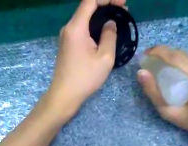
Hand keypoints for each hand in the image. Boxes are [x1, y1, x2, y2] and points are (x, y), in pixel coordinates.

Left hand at [46, 0, 124, 119]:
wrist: (65, 94)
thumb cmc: (85, 78)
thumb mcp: (105, 58)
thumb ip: (109, 36)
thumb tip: (109, 23)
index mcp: (76, 27)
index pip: (90, 0)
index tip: (123, 3)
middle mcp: (68, 28)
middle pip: (86, 8)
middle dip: (106, 6)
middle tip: (123, 13)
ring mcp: (65, 38)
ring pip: (84, 20)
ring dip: (100, 18)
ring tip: (116, 24)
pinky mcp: (66, 46)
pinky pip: (80, 31)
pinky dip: (93, 28)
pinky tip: (102, 36)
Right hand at [137, 46, 187, 145]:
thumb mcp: (167, 111)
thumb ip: (153, 92)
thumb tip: (141, 72)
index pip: (177, 59)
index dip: (159, 52)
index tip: (145, 53)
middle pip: (182, 55)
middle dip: (163, 54)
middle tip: (149, 60)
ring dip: (172, 58)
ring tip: (161, 66)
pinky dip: (182, 62)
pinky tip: (177, 71)